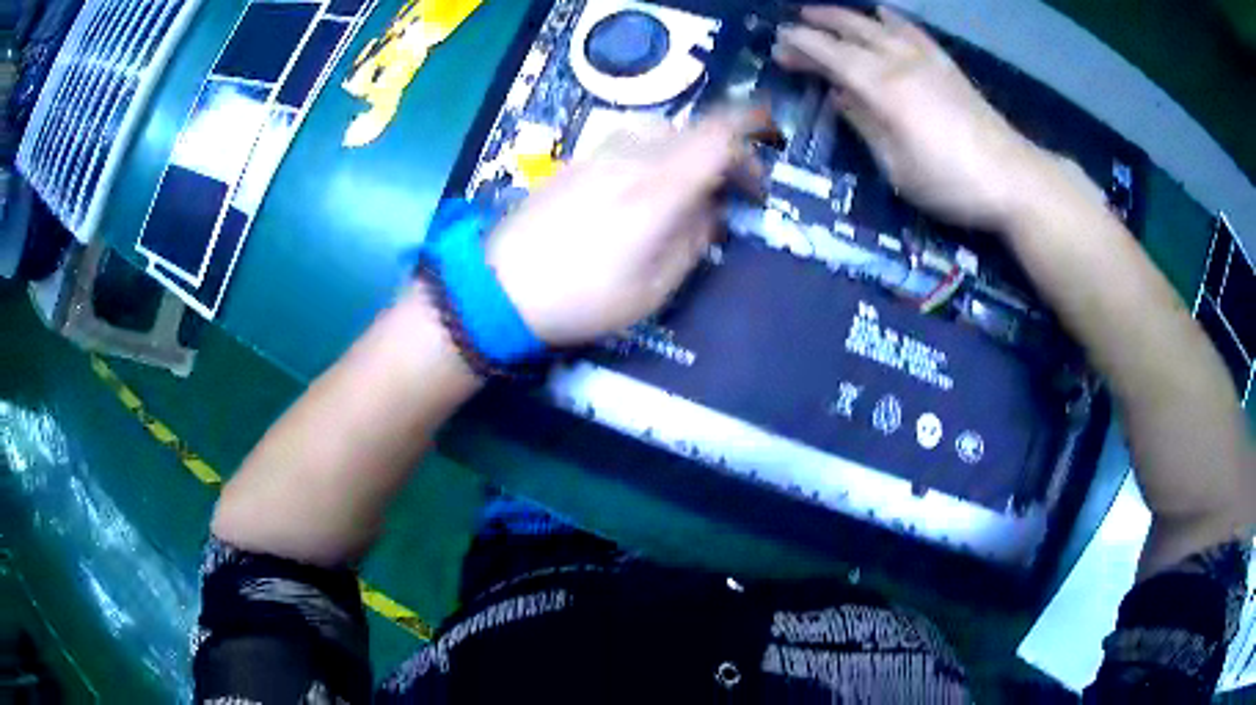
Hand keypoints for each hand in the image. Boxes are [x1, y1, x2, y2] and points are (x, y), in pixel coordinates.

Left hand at [486, 109, 768, 345]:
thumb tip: (712, 210)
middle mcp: (632, 157)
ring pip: (663, 131)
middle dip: (726, 152)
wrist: (498, 288)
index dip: (752, 131)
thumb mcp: (652, 289)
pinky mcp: (577, 161)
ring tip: (694, 188)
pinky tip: (650, 186)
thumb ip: (692, 241)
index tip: (769, 152)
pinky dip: (659, 153)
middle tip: (735, 190)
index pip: (718, 136)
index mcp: (658, 188)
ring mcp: (600, 154)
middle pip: (695, 129)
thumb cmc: (581, 299)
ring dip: (690, 151)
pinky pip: (633, 141)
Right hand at [774, 6, 1054, 230]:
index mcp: (883, 88)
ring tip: (825, 13)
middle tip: (792, 27)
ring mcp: (927, 60)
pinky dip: (893, 19)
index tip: (778, 45)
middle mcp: (900, 62)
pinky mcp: (947, 66)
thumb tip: (840, 97)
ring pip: (878, 25)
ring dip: (848, 17)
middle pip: (851, 32)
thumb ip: (865, 126)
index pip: (832, 55)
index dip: (802, 46)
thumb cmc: (951, 182)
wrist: (1013, 178)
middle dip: (818, 26)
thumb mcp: (897, 167)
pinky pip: (913, 31)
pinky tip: (883, 13)